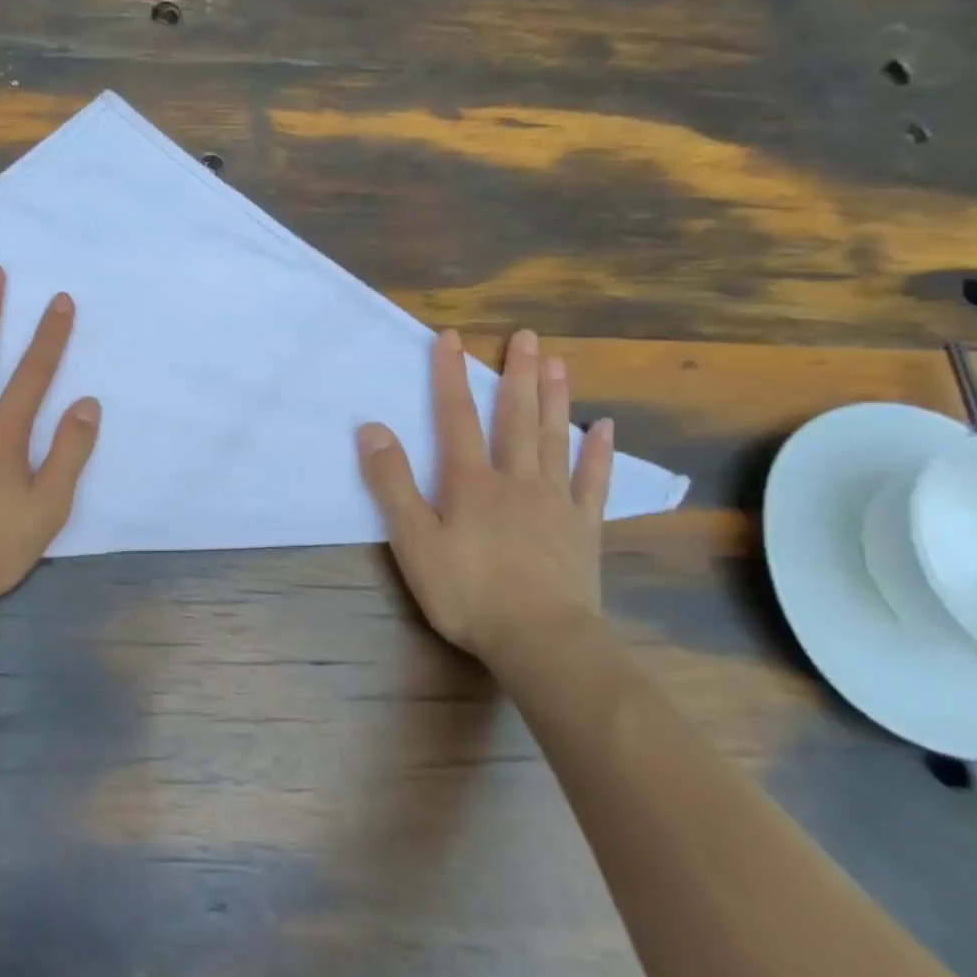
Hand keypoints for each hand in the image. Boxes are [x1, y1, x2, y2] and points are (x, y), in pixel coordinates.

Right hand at [356, 328, 613, 660]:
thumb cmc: (467, 591)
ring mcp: (554, 501)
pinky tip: (604, 427)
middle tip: (525, 336)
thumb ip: (392, 483)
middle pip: (515, 417)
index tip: (451, 337)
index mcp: (471, 481)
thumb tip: (372, 429)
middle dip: (516, 374)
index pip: (456, 416)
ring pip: (554, 438)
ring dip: (555, 398)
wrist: (541, 640)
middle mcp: (516, 479)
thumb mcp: (413, 540)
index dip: (451, 375)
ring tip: (557, 362)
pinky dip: (598, 452)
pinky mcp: (581, 527)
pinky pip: (592, 480)